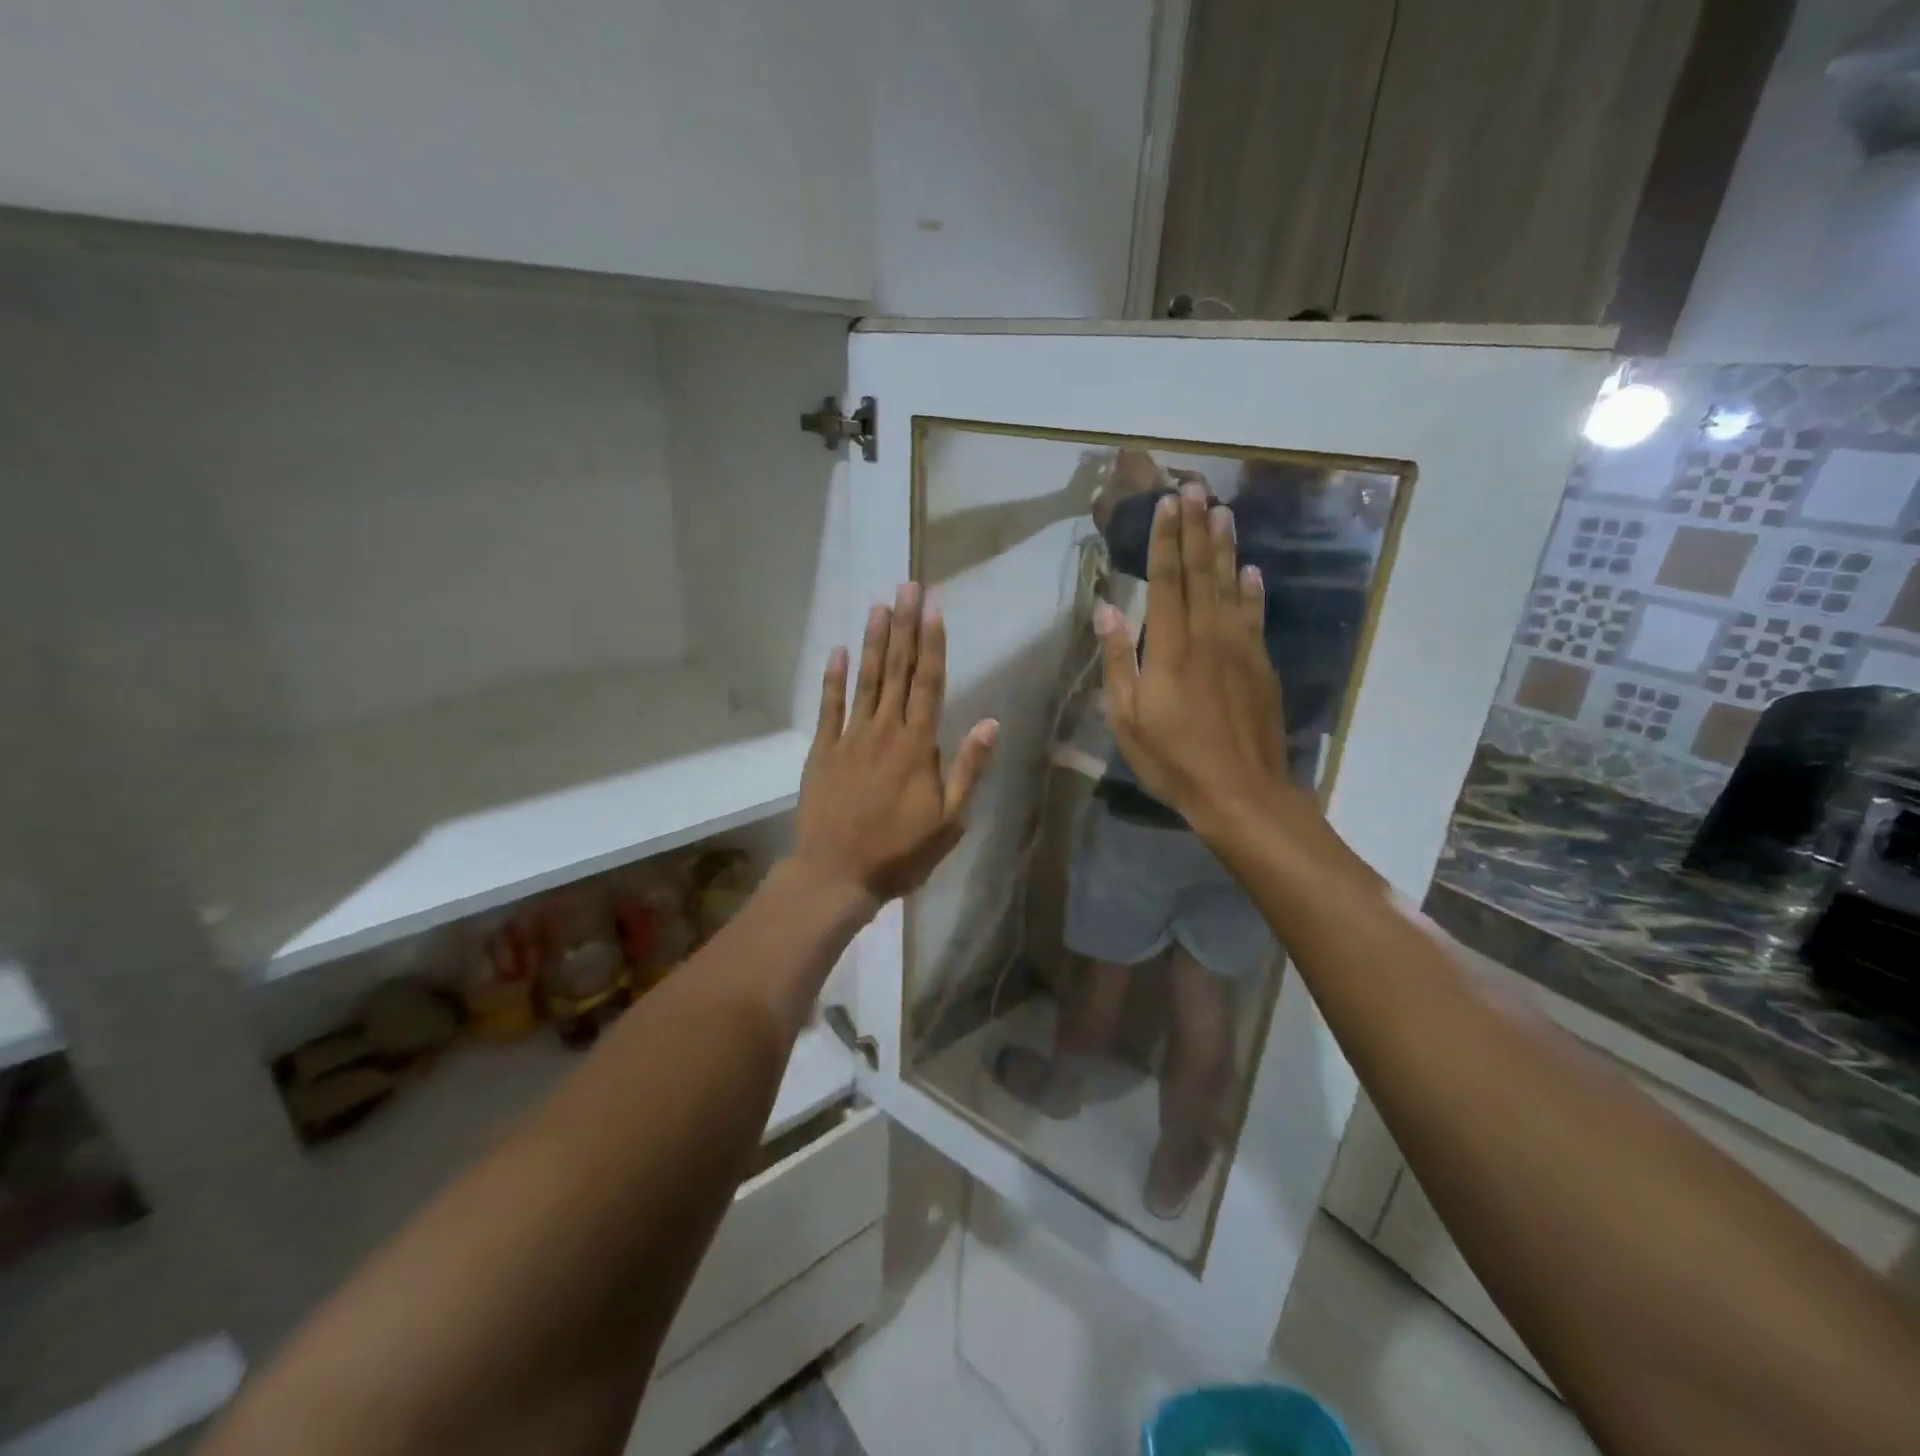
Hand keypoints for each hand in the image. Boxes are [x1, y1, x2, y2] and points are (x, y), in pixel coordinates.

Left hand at [795, 583, 998, 907]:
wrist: (837, 874)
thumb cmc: (900, 852)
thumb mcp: (950, 821)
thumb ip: (968, 769)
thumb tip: (990, 722)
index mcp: (918, 746)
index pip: (929, 683)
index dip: (932, 643)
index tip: (934, 608)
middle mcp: (885, 731)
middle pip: (897, 670)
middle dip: (904, 626)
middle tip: (907, 587)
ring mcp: (850, 738)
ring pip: (865, 680)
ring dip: (872, 641)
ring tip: (879, 606)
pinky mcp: (823, 750)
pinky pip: (829, 706)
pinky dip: (833, 678)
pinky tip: (837, 650)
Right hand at [1097, 485, 1287, 822]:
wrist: (1241, 792)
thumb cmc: (1173, 759)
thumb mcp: (1127, 717)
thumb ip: (1117, 661)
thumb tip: (1105, 610)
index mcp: (1170, 647)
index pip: (1167, 580)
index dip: (1167, 539)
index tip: (1169, 502)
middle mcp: (1208, 636)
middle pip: (1203, 572)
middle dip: (1197, 529)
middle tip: (1197, 488)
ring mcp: (1241, 649)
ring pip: (1233, 586)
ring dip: (1227, 548)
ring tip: (1224, 512)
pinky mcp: (1262, 666)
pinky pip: (1256, 617)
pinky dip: (1253, 591)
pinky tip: (1253, 572)